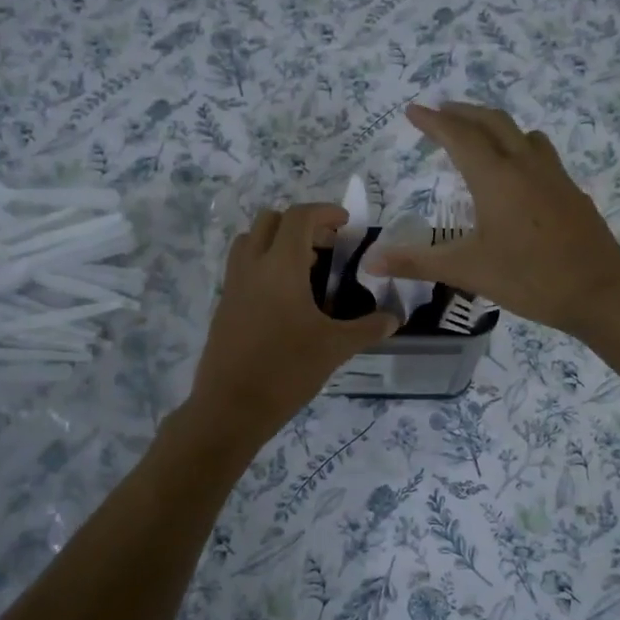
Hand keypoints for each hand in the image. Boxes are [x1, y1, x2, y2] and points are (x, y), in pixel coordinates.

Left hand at [189, 204, 399, 441]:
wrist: (231, 407)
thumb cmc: (287, 370)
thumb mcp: (335, 348)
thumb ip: (368, 328)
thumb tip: (394, 319)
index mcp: (281, 266)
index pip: (299, 217)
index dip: (325, 212)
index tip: (346, 224)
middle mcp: (252, 266)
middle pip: (270, 220)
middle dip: (301, 224)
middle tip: (328, 246)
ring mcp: (233, 285)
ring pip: (251, 241)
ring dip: (278, 242)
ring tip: (307, 269)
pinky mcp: (224, 306)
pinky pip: (243, 268)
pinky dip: (265, 265)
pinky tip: (287, 299)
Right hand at [362, 102, 619, 335]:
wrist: (600, 292)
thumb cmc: (530, 279)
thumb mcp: (468, 271)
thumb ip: (418, 262)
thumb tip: (370, 263)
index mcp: (496, 178)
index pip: (459, 136)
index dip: (433, 122)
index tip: (412, 111)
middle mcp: (525, 165)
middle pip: (492, 122)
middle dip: (462, 113)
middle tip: (440, 113)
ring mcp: (554, 175)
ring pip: (521, 133)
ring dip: (493, 125)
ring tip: (476, 135)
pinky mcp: (571, 191)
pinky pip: (539, 152)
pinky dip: (518, 146)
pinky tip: (517, 173)